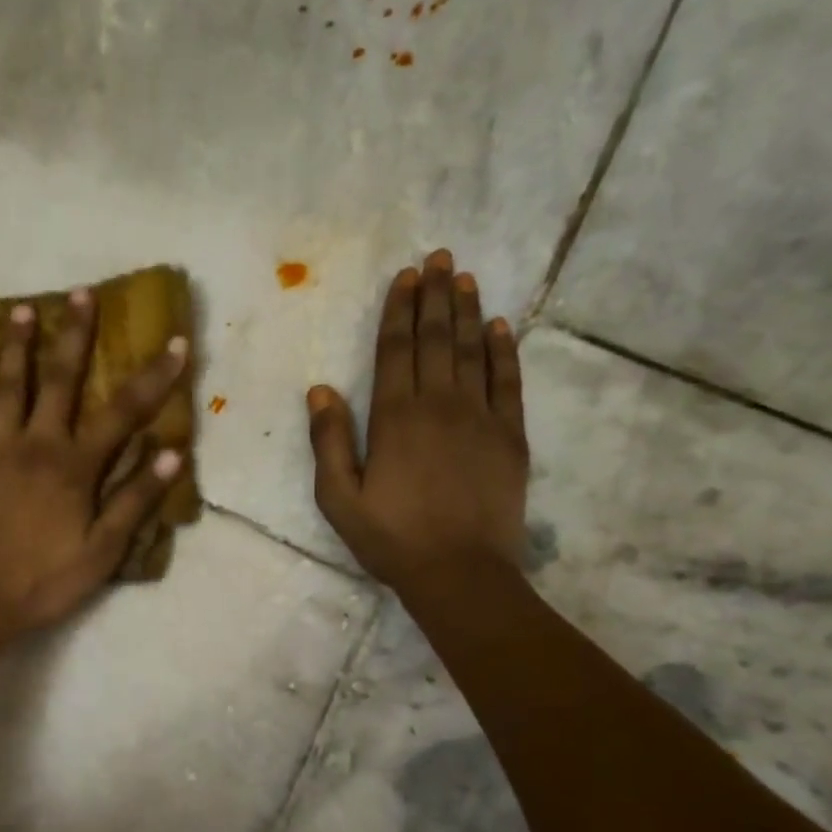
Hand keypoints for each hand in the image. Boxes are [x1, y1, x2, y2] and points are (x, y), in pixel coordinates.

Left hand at [0, 289, 188, 636]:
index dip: (154, 378)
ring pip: (5, 386)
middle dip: (75, 335)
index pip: (123, 413)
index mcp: (74, 466)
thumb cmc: (45, 579)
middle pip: (59, 380)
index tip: (175, 343)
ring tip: (23, 308)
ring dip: (16, 345)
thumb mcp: (103, 550)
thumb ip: (134, 499)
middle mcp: (35, 444)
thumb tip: (170, 453)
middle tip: (81, 293)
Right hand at [307, 249, 527, 588]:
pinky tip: (500, 327)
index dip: (399, 310)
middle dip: (434, 296)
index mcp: (394, 418)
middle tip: (438, 258)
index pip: (396, 350)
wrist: (460, 573)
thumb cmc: (391, 539)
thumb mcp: (339, 499)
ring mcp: (480, 417)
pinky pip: (508, 382)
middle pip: (435, 339)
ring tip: (465, 277)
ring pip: (472, 351)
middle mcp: (439, 405)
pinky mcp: (510, 436)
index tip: (405, 276)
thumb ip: (329, 443)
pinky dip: (504, 351)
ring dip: (467, 311)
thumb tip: (320, 391)